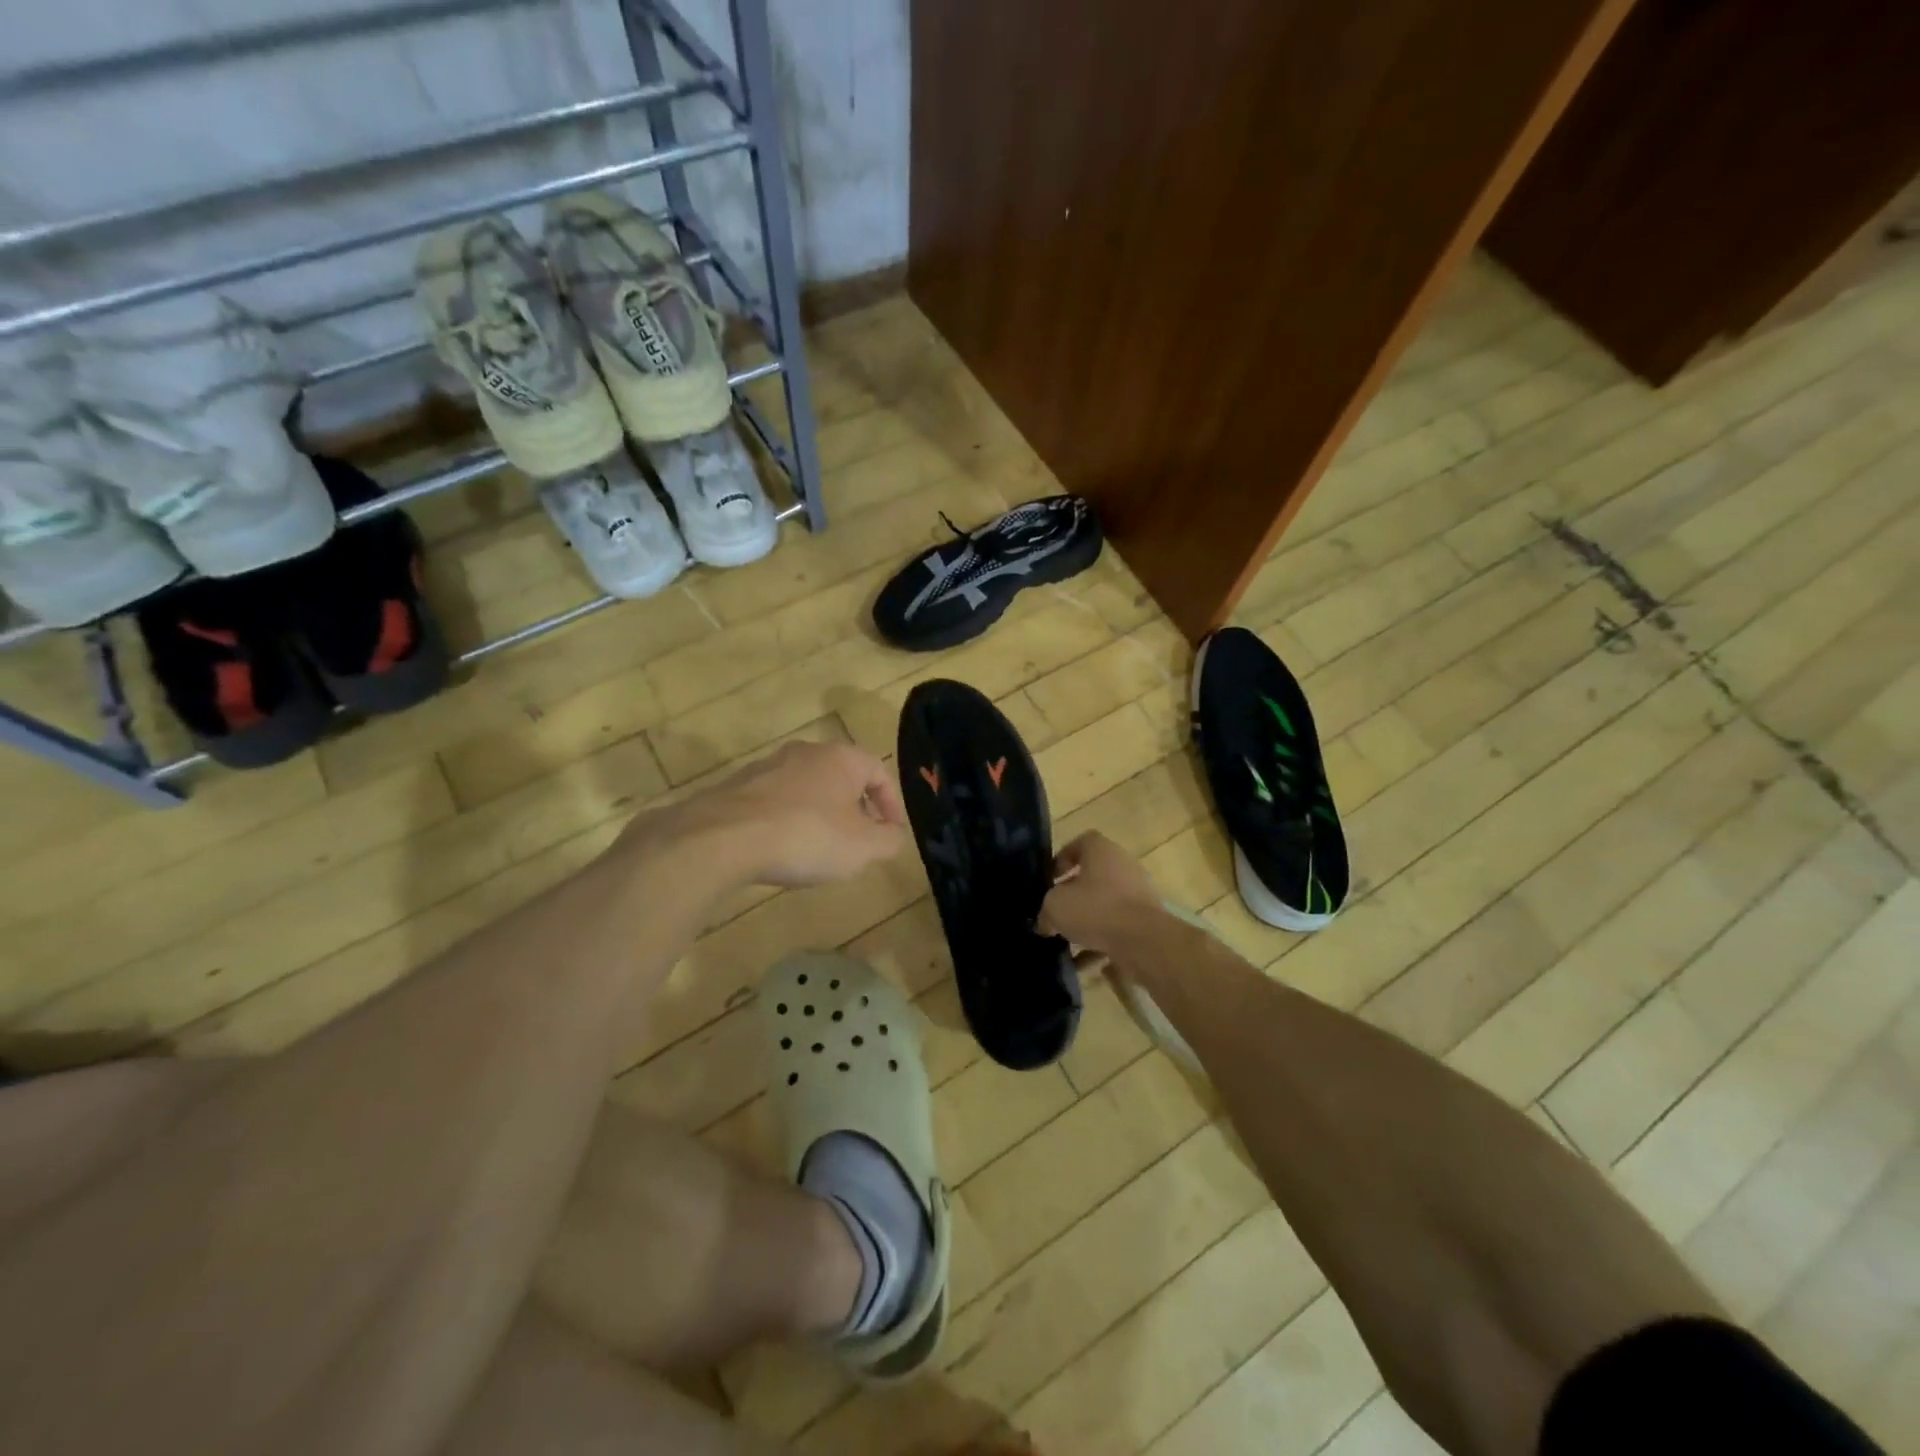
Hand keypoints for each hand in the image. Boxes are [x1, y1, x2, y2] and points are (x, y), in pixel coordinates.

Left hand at [637, 740, 908, 887]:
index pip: (879, 770)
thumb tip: (893, 835)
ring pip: (806, 787)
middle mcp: (806, 752)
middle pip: (841, 776)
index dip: (891, 802)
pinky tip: (782, 848)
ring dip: (820, 813)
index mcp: (841, 758)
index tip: (892, 831)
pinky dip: (787, 820)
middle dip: (855, 807)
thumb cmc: (807, 836)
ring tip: (820, 847)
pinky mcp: (736, 787)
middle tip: (859, 839)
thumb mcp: (863, 848)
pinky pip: (775, 802)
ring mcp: (767, 766)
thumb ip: (888, 841)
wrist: (723, 838)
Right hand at [1039, 832, 1162, 954]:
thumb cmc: (1096, 909)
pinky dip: (1100, 945)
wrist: (1144, 941)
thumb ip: (1046, 910)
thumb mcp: (1055, 906)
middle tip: (1055, 914)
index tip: (1050, 879)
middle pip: (1092, 877)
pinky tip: (1084, 965)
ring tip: (1066, 945)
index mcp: (1102, 851)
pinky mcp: (1145, 922)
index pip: (1080, 843)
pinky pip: (1116, 930)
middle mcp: (1123, 867)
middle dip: (1072, 897)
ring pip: (1104, 907)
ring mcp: (1138, 895)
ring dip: (1085, 925)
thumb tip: (1046, 922)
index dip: (1062, 859)